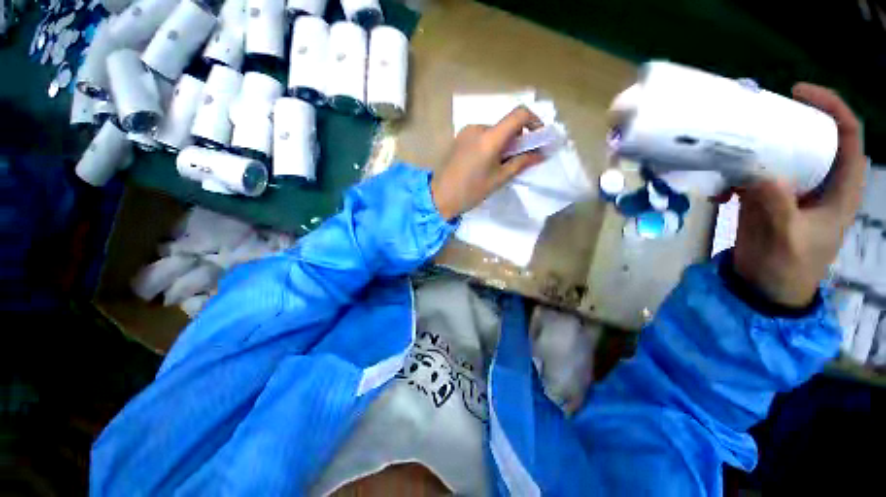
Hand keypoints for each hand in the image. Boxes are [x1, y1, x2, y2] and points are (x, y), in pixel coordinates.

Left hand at [430, 106, 544, 219]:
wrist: (440, 196)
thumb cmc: (471, 191)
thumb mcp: (499, 179)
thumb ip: (521, 163)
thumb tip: (540, 154)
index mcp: (489, 137)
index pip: (519, 114)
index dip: (534, 121)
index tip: (538, 137)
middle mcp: (477, 128)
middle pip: (505, 124)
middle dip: (517, 138)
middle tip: (517, 159)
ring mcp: (465, 131)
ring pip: (493, 131)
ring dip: (502, 143)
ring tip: (498, 165)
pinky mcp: (458, 138)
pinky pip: (481, 135)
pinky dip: (489, 144)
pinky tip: (484, 163)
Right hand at [732, 83, 866, 306]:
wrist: (765, 288)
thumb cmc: (788, 268)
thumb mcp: (786, 239)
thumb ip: (776, 206)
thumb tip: (757, 175)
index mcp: (840, 188)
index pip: (848, 136)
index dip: (830, 108)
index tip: (798, 93)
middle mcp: (819, 182)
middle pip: (810, 138)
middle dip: (785, 123)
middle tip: (754, 118)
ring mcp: (792, 190)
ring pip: (779, 156)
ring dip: (753, 152)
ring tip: (728, 157)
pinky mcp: (767, 199)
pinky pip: (752, 177)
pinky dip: (734, 179)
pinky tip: (719, 193)